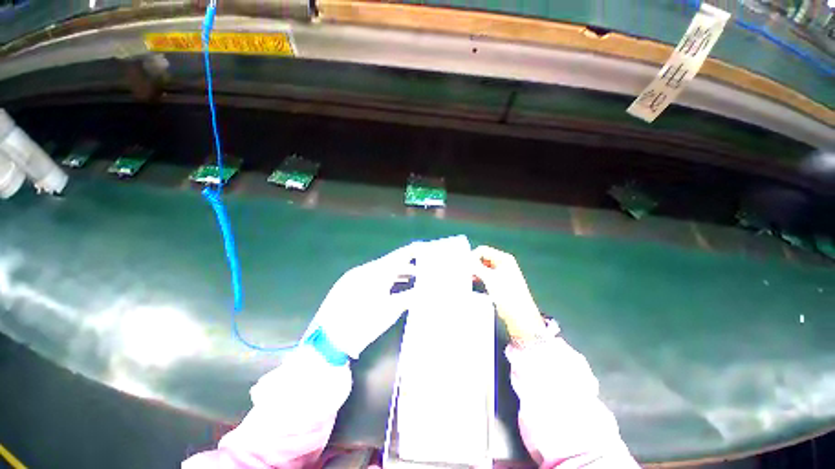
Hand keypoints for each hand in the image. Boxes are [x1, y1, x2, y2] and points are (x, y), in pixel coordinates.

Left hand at [308, 242, 419, 358]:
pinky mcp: (347, 284)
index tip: (426, 248)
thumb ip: (409, 297)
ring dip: (396, 272)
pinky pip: (371, 275)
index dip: (414, 251)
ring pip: (381, 268)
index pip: (400, 256)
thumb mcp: (390, 311)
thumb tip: (425, 289)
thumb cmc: (363, 324)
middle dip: (408, 264)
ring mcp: (354, 275)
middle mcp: (365, 269)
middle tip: (423, 269)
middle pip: (391, 261)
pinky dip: (384, 277)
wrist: (328, 341)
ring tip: (412, 277)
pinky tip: (391, 284)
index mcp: (377, 272)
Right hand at [472, 245, 546, 340]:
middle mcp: (503, 263)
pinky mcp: (499, 282)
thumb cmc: (506, 294)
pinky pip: (486, 275)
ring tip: (469, 279)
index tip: (464, 266)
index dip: (473, 256)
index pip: (483, 250)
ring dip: (476, 271)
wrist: (520, 316)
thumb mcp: (489, 278)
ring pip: (483, 267)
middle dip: (474, 264)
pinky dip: (479, 277)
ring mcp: (502, 273)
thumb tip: (464, 260)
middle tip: (466, 273)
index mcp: (504, 258)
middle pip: (483, 257)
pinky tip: (475, 283)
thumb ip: (476, 267)